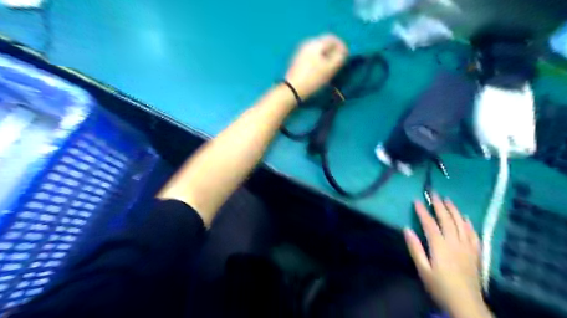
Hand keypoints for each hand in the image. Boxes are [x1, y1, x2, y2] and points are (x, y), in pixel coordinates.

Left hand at [286, 34, 348, 99]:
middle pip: (325, 43)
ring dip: (326, 56)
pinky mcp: (297, 61)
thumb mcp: (330, 68)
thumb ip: (339, 57)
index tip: (346, 57)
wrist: (292, 90)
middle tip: (338, 63)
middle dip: (333, 51)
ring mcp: (301, 52)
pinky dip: (318, 60)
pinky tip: (319, 70)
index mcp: (316, 43)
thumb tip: (343, 51)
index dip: (342, 47)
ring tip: (330, 68)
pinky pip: (312, 56)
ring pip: (318, 50)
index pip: (333, 38)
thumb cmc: (313, 78)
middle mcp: (307, 43)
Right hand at [403, 193, 492, 317]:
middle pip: (447, 219)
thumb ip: (415, 248)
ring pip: (461, 223)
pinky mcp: (476, 252)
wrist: (465, 302)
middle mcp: (454, 242)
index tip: (417, 200)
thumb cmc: (439, 286)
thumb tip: (407, 229)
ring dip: (454, 210)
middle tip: (434, 193)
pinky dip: (469, 223)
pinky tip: (465, 218)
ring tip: (448, 200)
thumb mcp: (422, 269)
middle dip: (439, 205)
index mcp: (439, 246)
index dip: (423, 211)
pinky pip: (473, 234)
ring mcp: (467, 246)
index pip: (430, 224)